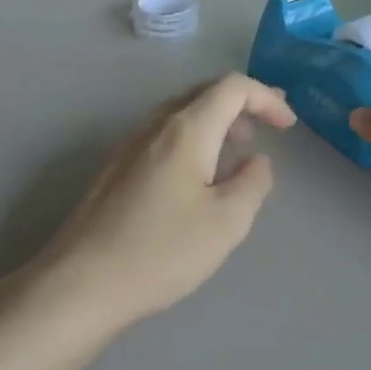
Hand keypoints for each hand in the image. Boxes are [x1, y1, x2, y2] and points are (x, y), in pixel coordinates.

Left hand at [38, 74, 295, 326]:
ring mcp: (129, 144)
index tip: (288, 125)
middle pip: (204, 92)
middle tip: (269, 123)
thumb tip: (257, 160)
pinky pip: (163, 133)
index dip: (266, 98)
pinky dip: (193, 137)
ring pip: (181, 112)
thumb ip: (253, 182)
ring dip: (216, 119)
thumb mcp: (226, 221)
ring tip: (238, 145)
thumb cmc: (161, 250)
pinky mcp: (116, 168)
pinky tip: (198, 172)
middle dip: (242, 102)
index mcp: (186, 129)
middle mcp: (155, 125)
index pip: (232, 87)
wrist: (81, 282)